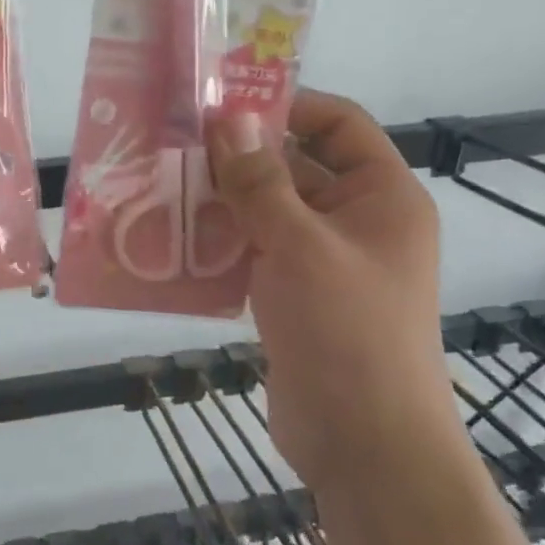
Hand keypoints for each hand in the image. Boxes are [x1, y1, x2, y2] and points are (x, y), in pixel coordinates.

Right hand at [206, 91, 450, 474]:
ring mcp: (324, 262)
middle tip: (176, 144)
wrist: (363, 441)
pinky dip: (222, 244)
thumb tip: (229, 119)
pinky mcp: (295, 297)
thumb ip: (260, 182)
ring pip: (269, 213)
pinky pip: (255, 254)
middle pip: (296, 167)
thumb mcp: (300, 245)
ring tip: (163, 186)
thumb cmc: (347, 330)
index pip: (339, 124)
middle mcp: (356, 221)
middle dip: (240, 157)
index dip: (288, 105)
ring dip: (224, 202)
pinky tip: (174, 239)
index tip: (224, 103)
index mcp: (381, 196)